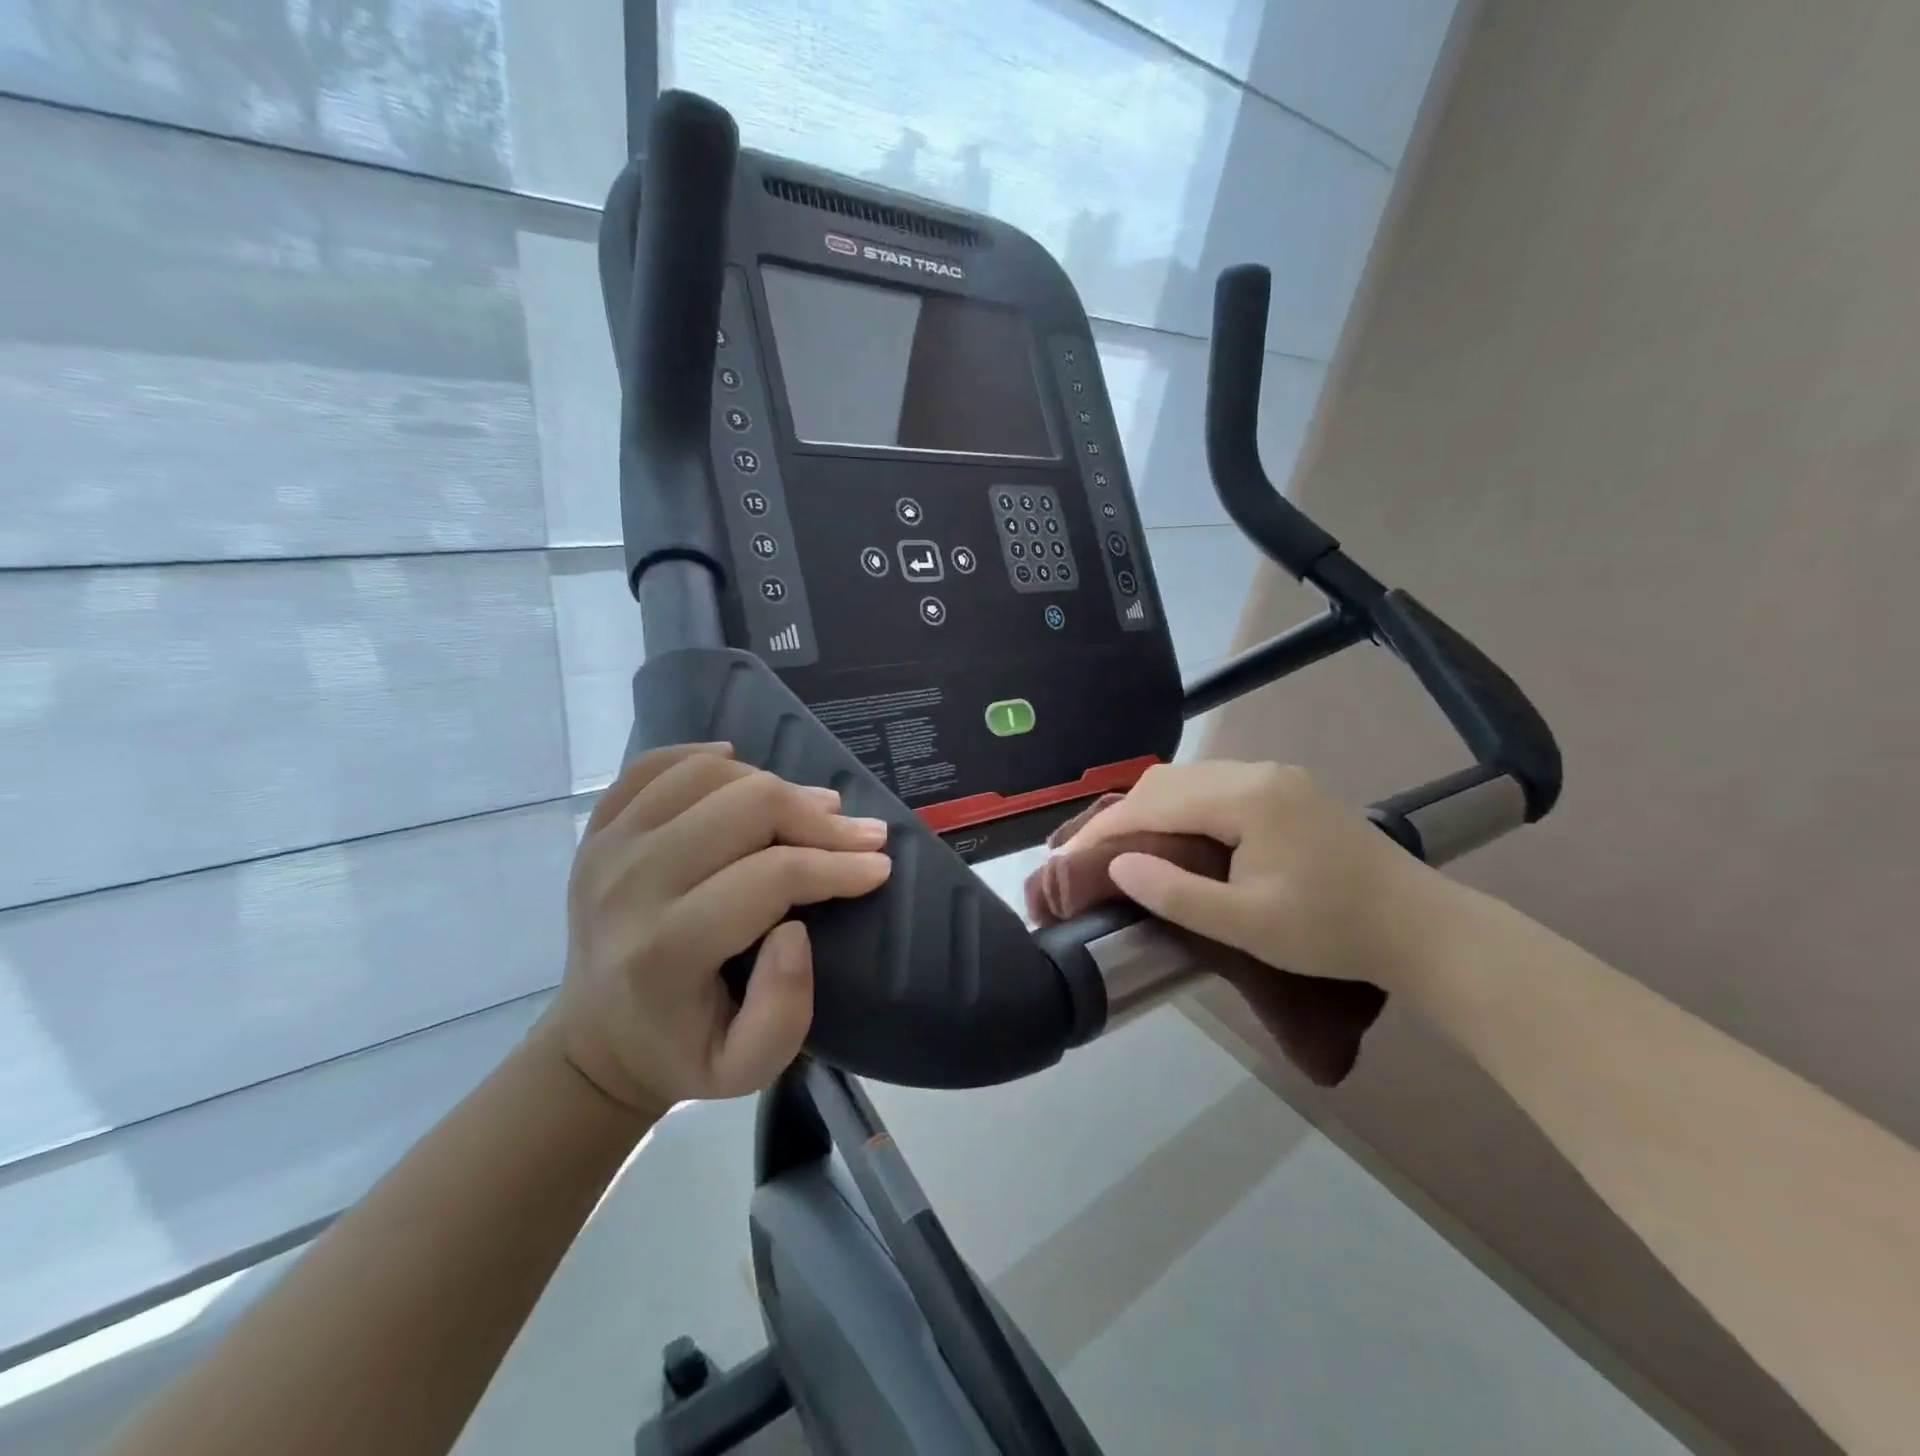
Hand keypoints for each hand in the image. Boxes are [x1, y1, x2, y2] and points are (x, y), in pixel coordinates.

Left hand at [535, 743, 891, 1117]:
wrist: (596, 1040)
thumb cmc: (681, 1051)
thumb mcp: (746, 1069)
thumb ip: (784, 1011)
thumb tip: (796, 929)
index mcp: (667, 948)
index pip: (771, 876)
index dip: (837, 865)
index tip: (879, 866)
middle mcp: (631, 884)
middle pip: (745, 807)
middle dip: (818, 817)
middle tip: (861, 835)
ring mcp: (608, 848)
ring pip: (708, 775)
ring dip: (774, 783)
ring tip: (814, 808)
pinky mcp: (598, 831)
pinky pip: (655, 766)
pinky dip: (705, 758)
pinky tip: (741, 767)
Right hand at [1063, 761, 1444, 988]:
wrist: (1420, 928)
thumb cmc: (1331, 932)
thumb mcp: (1247, 925)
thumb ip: (1176, 893)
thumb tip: (1118, 864)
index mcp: (1246, 798)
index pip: (1154, 801)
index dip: (1105, 827)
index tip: (1066, 854)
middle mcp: (1257, 772)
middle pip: (1168, 781)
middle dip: (1122, 813)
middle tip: (1088, 852)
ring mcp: (1275, 777)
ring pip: (1190, 780)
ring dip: (1150, 807)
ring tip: (1121, 844)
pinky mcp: (1287, 790)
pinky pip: (1214, 786)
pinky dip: (1180, 806)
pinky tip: (1173, 833)